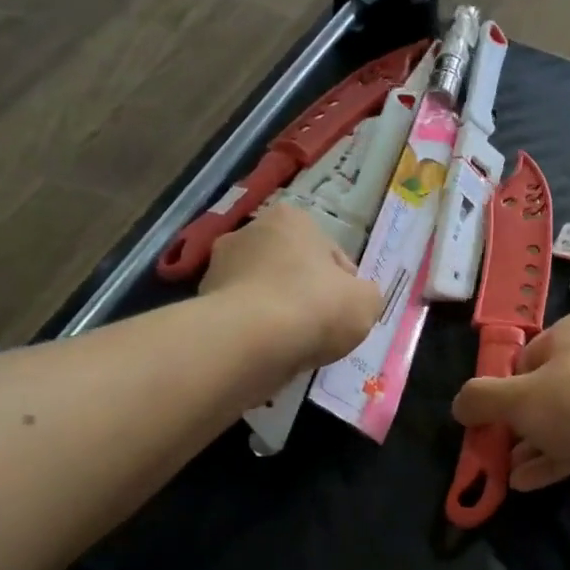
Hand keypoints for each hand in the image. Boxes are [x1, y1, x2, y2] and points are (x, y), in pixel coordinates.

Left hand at [200, 205, 380, 370]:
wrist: (251, 342)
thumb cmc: (316, 307)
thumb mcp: (366, 301)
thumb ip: (366, 295)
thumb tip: (355, 299)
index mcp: (292, 219)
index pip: (330, 253)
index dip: (344, 285)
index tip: (347, 311)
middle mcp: (249, 232)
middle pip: (292, 268)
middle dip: (306, 293)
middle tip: (322, 327)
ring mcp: (220, 267)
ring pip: (265, 292)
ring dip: (279, 312)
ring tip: (296, 344)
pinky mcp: (203, 302)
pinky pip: (243, 317)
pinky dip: (256, 331)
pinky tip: (271, 351)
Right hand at [451, 311, 569, 493]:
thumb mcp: (516, 399)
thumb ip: (480, 399)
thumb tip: (460, 405)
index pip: (530, 354)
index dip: (507, 387)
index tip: (493, 416)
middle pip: (549, 387)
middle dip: (520, 422)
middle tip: (498, 447)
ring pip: (569, 416)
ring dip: (536, 444)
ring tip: (508, 471)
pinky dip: (559, 456)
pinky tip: (529, 482)